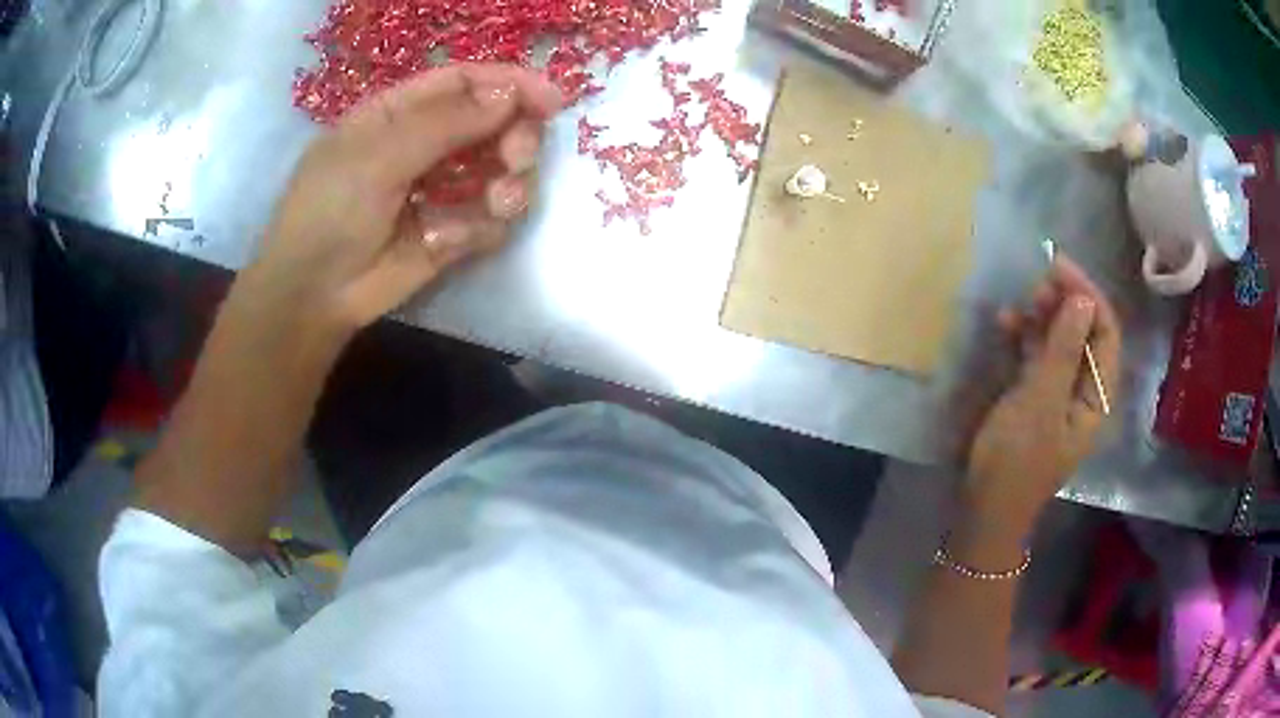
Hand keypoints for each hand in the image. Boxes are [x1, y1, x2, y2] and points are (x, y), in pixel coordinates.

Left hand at [235, 63, 562, 338]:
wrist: (314, 294)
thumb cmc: (329, 211)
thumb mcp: (378, 155)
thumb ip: (445, 123)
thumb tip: (511, 95)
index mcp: (401, 113)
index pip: (465, 83)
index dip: (510, 84)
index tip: (552, 101)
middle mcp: (427, 144)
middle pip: (494, 123)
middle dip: (516, 137)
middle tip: (515, 160)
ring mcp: (441, 189)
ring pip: (502, 172)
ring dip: (509, 185)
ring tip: (496, 204)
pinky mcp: (452, 233)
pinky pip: (491, 221)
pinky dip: (482, 228)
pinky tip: (449, 241)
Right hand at [962, 256, 1121, 542]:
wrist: (985, 508)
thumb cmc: (1017, 459)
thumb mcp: (1041, 401)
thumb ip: (1063, 349)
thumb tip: (1081, 299)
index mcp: (1096, 397)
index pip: (1105, 332)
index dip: (1087, 295)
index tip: (1058, 266)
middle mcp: (1084, 391)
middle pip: (1085, 334)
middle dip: (1065, 303)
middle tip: (1036, 284)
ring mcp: (1059, 394)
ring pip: (1061, 342)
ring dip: (1044, 318)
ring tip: (1019, 303)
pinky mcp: (1035, 399)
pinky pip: (1038, 357)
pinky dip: (1025, 338)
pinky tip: (1006, 325)